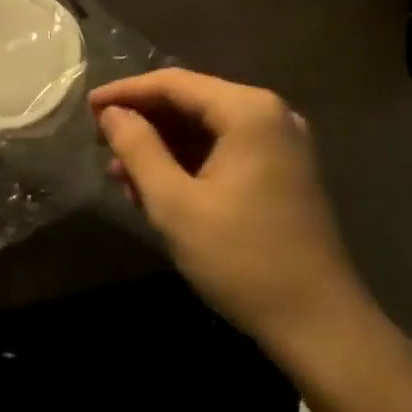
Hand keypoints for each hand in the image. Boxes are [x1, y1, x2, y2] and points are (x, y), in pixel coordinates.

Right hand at [91, 69, 367, 353]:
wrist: (322, 327)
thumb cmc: (243, 261)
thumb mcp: (176, 205)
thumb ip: (139, 150)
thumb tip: (112, 114)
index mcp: (248, 110)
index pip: (174, 84)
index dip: (126, 92)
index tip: (89, 106)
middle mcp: (270, 113)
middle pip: (192, 102)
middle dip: (145, 122)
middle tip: (102, 140)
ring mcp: (283, 142)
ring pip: (208, 128)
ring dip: (164, 146)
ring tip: (121, 173)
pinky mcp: (286, 170)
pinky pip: (227, 150)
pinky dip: (191, 162)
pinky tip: (158, 187)